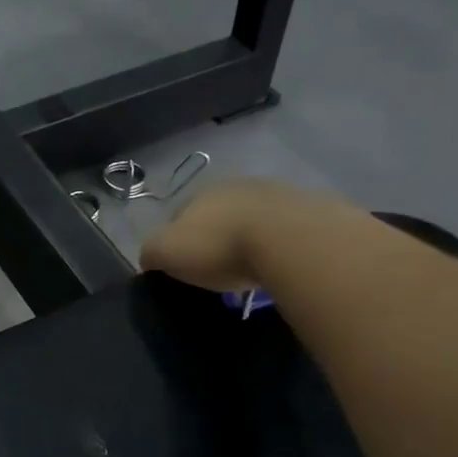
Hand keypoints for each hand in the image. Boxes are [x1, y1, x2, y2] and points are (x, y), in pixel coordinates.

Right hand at [140, 179, 348, 291]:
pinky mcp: (308, 209)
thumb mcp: (166, 252)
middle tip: (216, 269)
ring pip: (251, 220)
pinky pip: (283, 230)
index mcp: (197, 195)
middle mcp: (234, 186)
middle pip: (216, 216)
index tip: (181, 269)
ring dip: (247, 240)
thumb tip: (149, 260)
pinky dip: (277, 245)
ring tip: (250, 269)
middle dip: (213, 238)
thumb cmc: (218, 246)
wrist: (290, 239)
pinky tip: (277, 264)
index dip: (175, 243)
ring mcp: (275, 194)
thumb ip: (151, 253)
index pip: (177, 217)